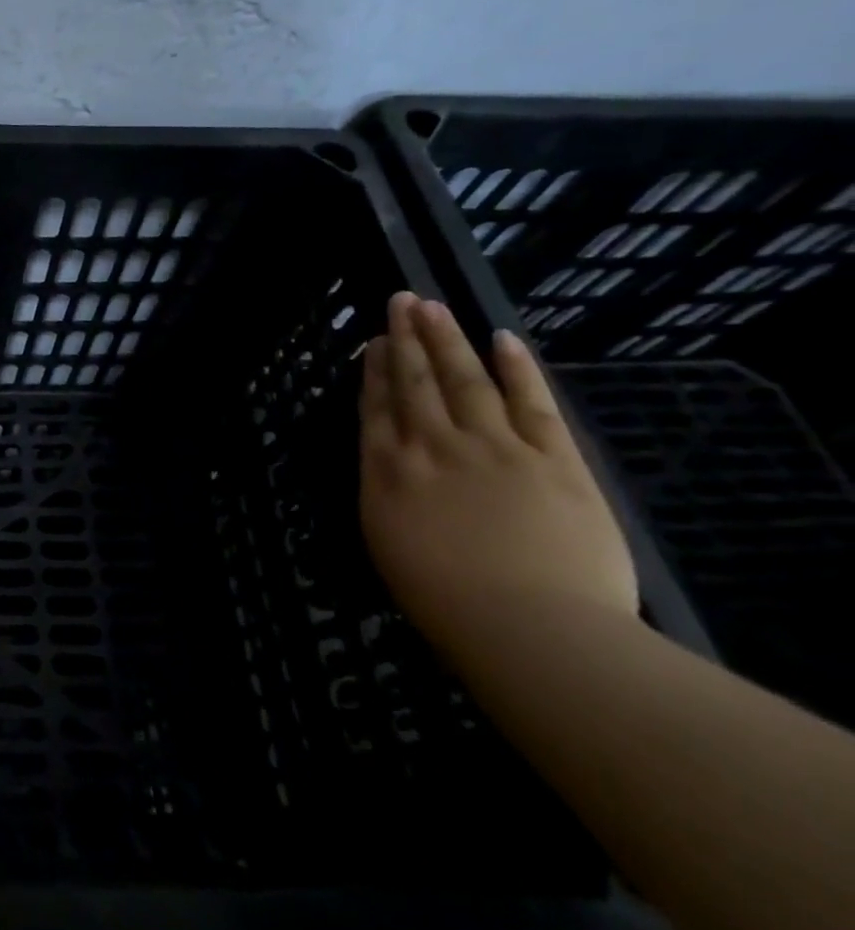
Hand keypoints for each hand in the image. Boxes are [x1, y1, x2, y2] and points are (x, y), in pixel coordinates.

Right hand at [359, 292, 637, 653]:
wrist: (531, 629)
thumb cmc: (446, 601)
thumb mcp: (388, 542)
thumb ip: (386, 492)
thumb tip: (389, 459)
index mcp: (389, 472)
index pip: (377, 408)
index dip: (375, 370)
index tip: (375, 341)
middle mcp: (433, 447)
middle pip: (415, 382)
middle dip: (406, 339)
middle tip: (402, 300)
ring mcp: (494, 447)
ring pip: (465, 380)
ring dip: (448, 339)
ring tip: (434, 306)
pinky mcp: (553, 459)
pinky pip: (532, 403)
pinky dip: (517, 368)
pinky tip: (504, 339)